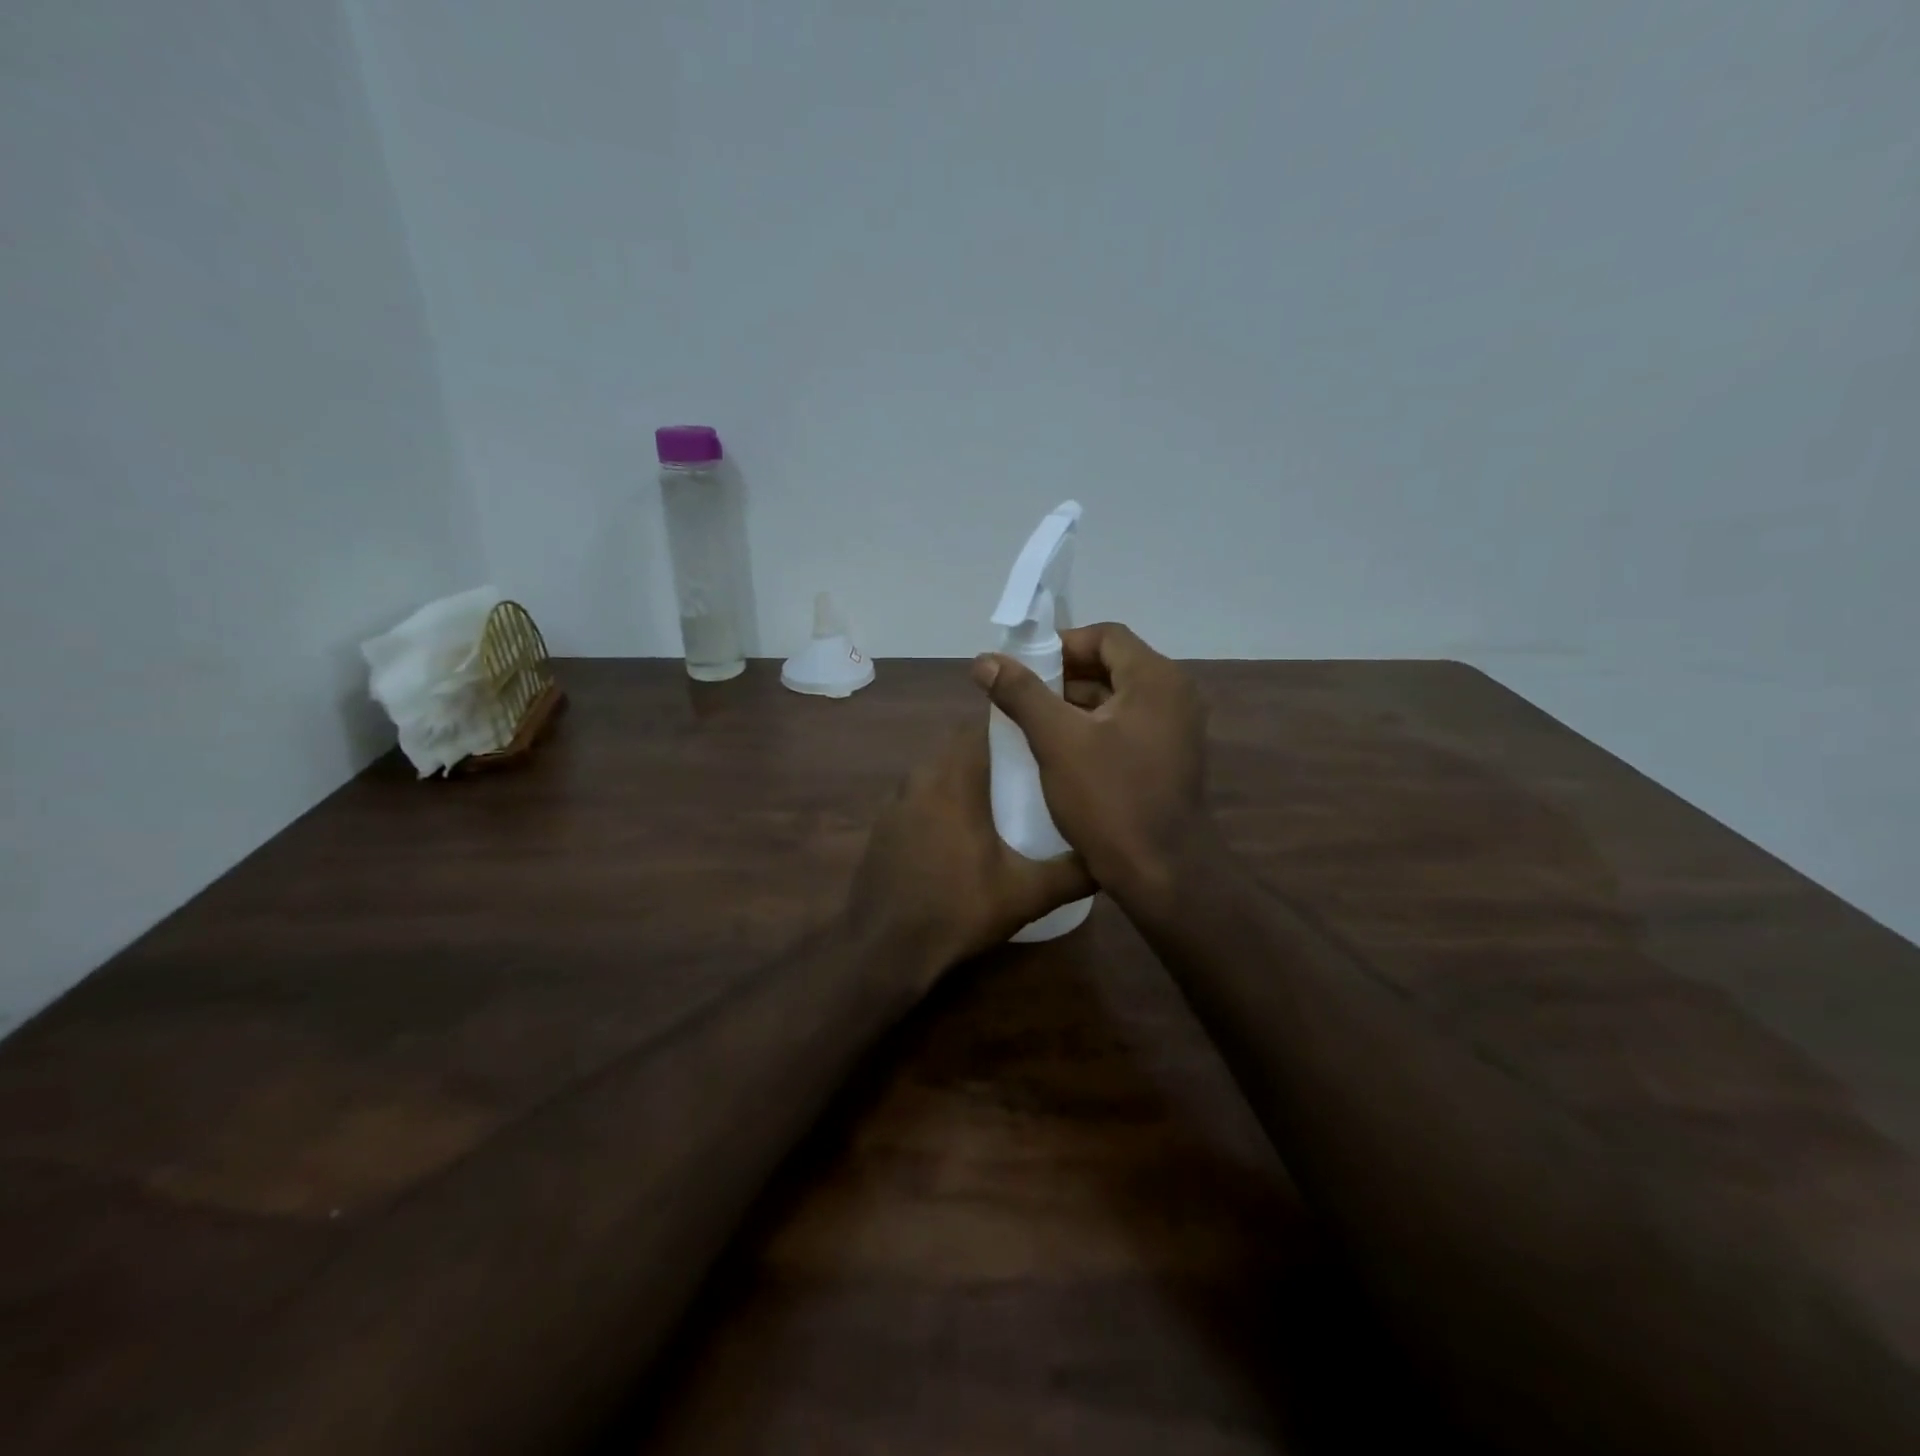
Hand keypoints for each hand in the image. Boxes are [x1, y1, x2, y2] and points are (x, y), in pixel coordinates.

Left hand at [847, 721, 1092, 976]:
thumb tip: (1112, 857)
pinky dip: (941, 798)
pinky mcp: (883, 825)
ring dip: (964, 774)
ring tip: (1000, 796)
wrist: (884, 948)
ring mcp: (895, 802)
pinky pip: (919, 794)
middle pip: (958, 745)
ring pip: (936, 769)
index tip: (1040, 735)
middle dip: (992, 750)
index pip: (980, 727)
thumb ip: (1074, 873)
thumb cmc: (957, 911)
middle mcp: (920, 779)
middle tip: (1029, 768)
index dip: (1011, 725)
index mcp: (954, 781)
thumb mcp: (1026, 894)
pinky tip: (960, 830)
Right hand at [971, 622, 1209, 916]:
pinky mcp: (1169, 758)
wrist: (1163, 874)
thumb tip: (984, 660)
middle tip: (1021, 695)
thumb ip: (1021, 694)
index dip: (1060, 644)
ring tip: (1032, 722)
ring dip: (1075, 703)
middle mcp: (1174, 695)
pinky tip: (1060, 750)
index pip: (1105, 636)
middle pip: (1112, 664)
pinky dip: (1093, 727)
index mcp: (1156, 679)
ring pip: (1118, 698)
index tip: (1023, 667)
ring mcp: (1176, 729)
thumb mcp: (1058, 742)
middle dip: (1063, 675)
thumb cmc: (1111, 800)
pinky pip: (1126, 725)